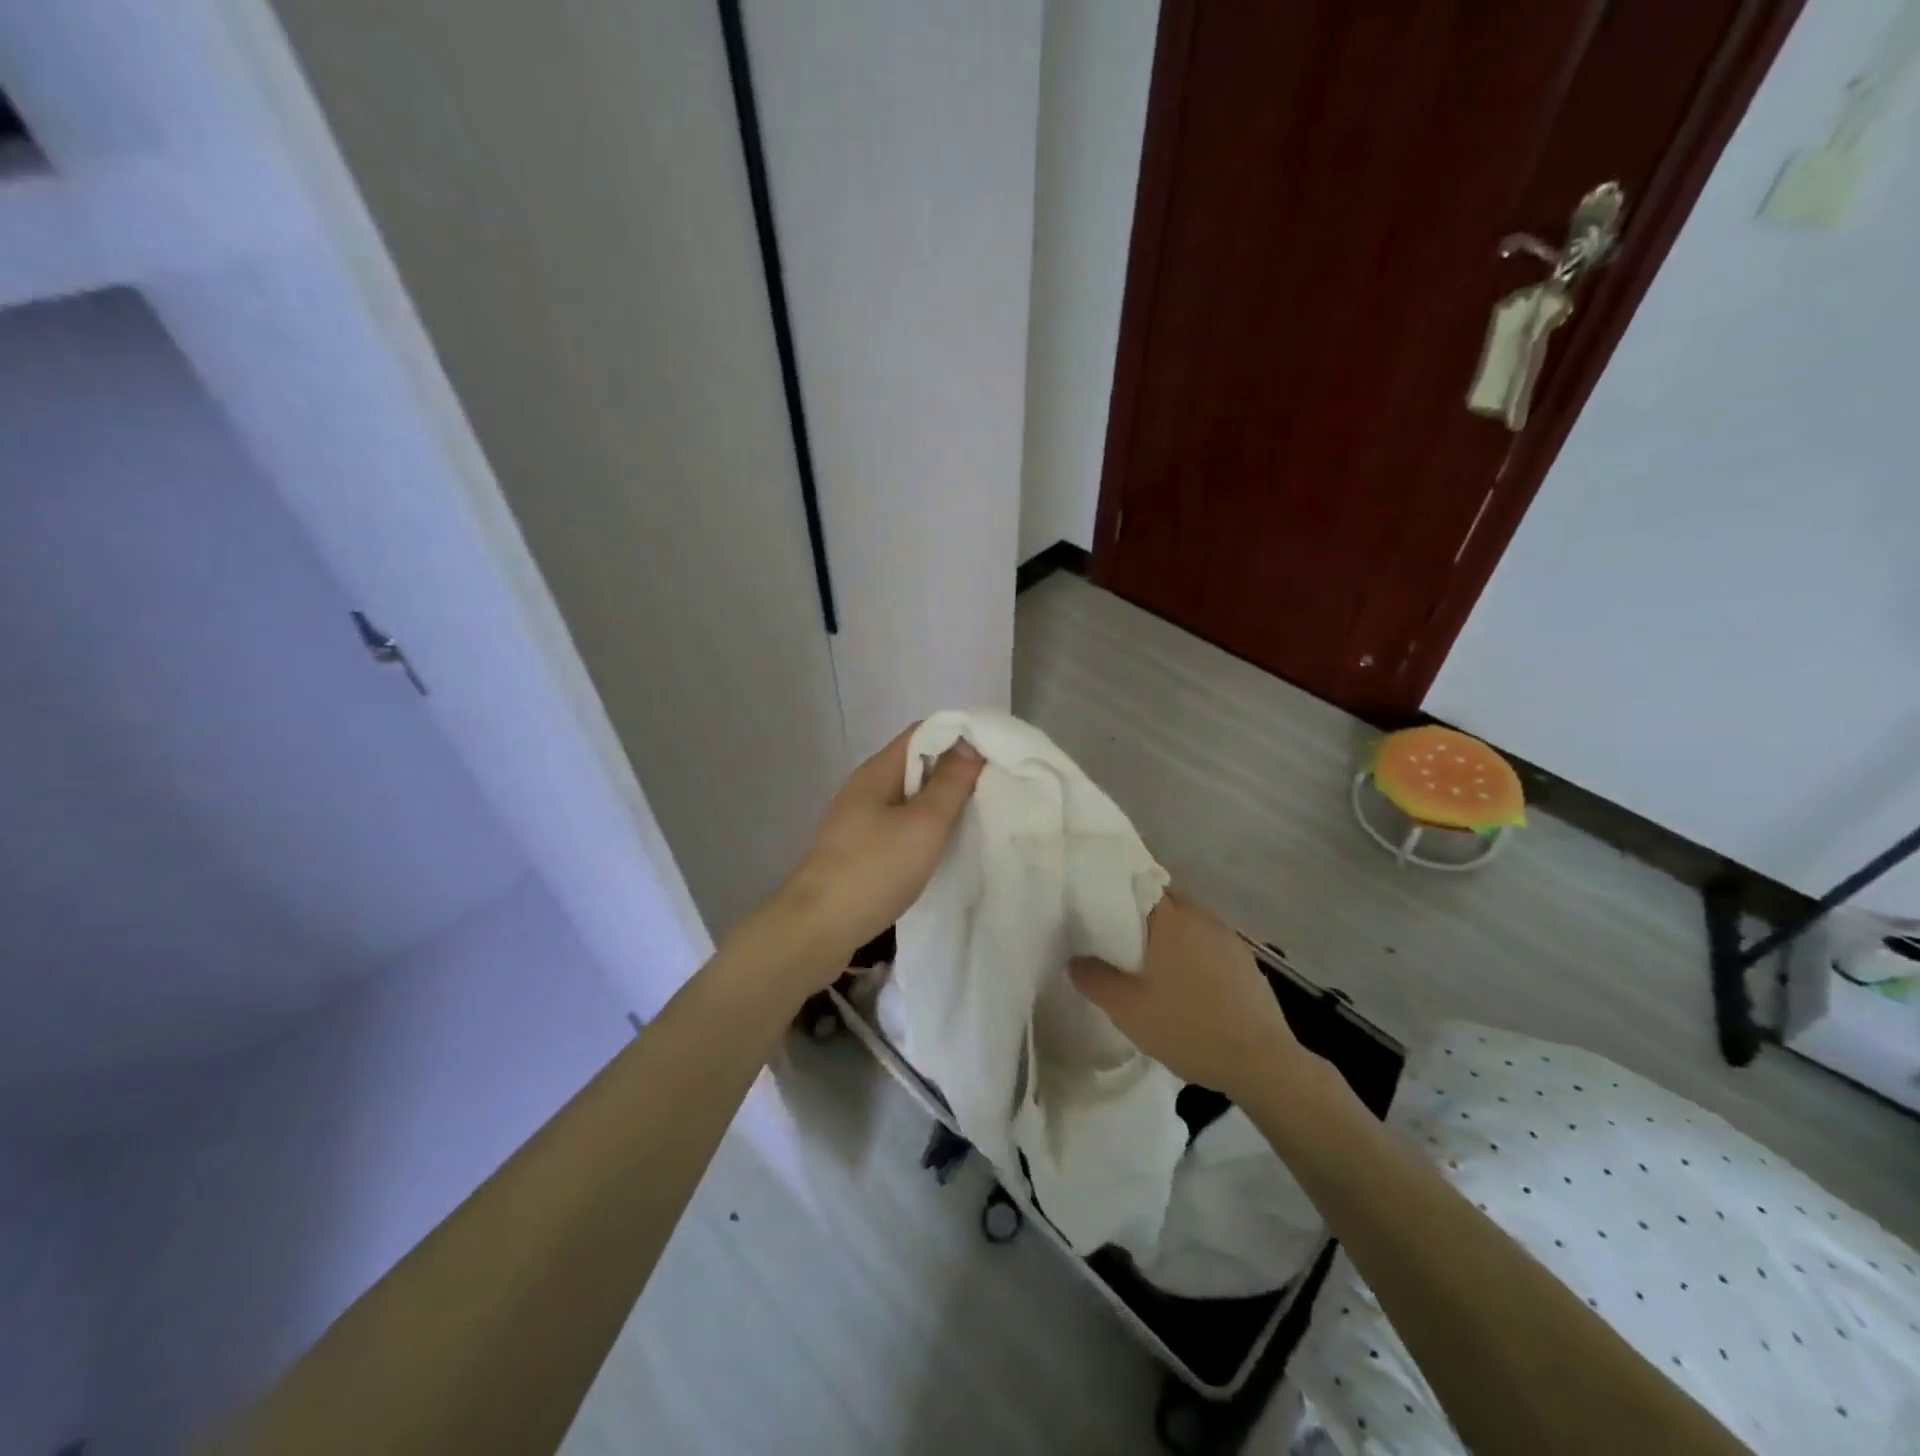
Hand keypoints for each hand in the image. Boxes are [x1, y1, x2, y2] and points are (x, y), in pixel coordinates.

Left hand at [772, 724, 983, 971]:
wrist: (817, 928)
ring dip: (938, 802)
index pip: (922, 732)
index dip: (958, 735)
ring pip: (906, 797)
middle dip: (952, 770)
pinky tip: (938, 846)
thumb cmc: (874, 869)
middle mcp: (864, 788)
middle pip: (914, 763)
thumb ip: (950, 783)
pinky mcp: (856, 848)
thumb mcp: (923, 825)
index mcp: (877, 771)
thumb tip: (969, 743)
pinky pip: (896, 824)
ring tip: (973, 815)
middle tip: (990, 787)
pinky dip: (921, 827)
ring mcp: (856, 820)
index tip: (993, 753)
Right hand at [1070, 893, 1307, 1101]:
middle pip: (1167, 899)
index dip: (1119, 887)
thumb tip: (1074, 960)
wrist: (1262, 1063)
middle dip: (1142, 911)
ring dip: (1170, 933)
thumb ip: (1095, 980)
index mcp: (1173, 918)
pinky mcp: (1245, 963)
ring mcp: (1229, 939)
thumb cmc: (1189, 1027)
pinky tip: (1183, 982)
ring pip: (1189, 922)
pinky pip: (1208, 943)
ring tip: (1147, 958)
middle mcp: (1203, 917)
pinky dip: (1192, 952)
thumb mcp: (1128, 1009)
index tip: (1098, 900)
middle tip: (1115, 933)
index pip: (1142, 881)